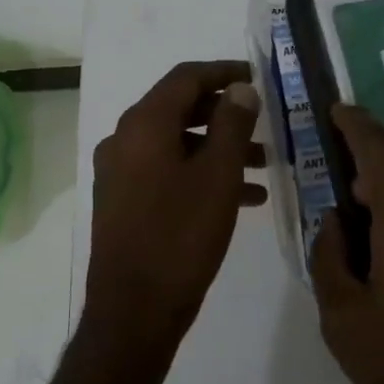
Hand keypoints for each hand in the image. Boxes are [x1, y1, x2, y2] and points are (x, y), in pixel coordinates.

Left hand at [85, 60, 266, 353]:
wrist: (133, 311)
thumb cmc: (180, 236)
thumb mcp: (218, 176)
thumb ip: (232, 125)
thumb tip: (240, 89)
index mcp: (143, 124)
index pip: (185, 77)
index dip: (223, 72)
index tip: (257, 78)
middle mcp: (124, 139)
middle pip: (179, 108)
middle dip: (225, 114)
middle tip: (263, 123)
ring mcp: (119, 172)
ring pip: (176, 143)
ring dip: (218, 148)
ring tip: (263, 166)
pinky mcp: (122, 201)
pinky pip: (166, 171)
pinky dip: (200, 174)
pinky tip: (241, 197)